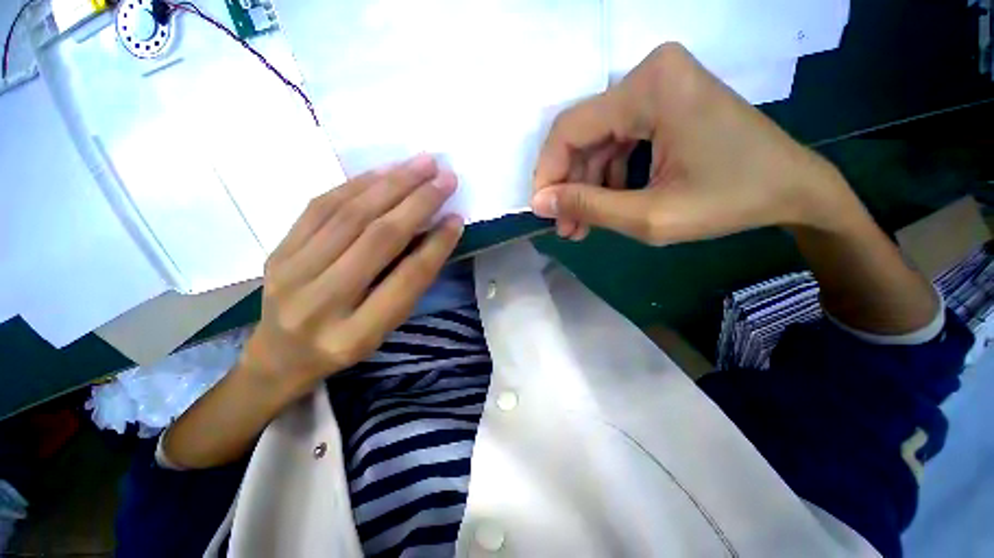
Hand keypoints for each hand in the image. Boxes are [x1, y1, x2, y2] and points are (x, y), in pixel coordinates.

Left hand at [240, 154, 463, 398]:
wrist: (278, 357)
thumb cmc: (342, 348)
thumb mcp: (383, 331)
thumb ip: (407, 285)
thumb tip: (434, 233)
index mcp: (356, 334)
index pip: (407, 279)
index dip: (437, 245)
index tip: (457, 218)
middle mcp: (322, 302)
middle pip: (378, 238)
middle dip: (418, 202)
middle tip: (445, 177)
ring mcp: (292, 272)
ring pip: (350, 215)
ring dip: (391, 184)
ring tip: (421, 164)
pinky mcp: (278, 250)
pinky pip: (320, 207)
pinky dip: (356, 184)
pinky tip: (383, 171)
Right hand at [532, 43, 855, 244]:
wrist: (793, 188)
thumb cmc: (730, 201)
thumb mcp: (649, 216)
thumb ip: (588, 207)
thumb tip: (540, 203)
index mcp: (650, 88)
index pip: (570, 130)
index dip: (547, 173)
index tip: (543, 210)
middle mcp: (650, 75)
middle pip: (583, 135)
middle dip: (569, 185)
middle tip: (565, 226)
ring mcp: (659, 87)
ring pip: (598, 142)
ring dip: (586, 186)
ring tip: (581, 226)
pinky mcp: (665, 103)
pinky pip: (618, 141)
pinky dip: (607, 176)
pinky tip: (606, 206)